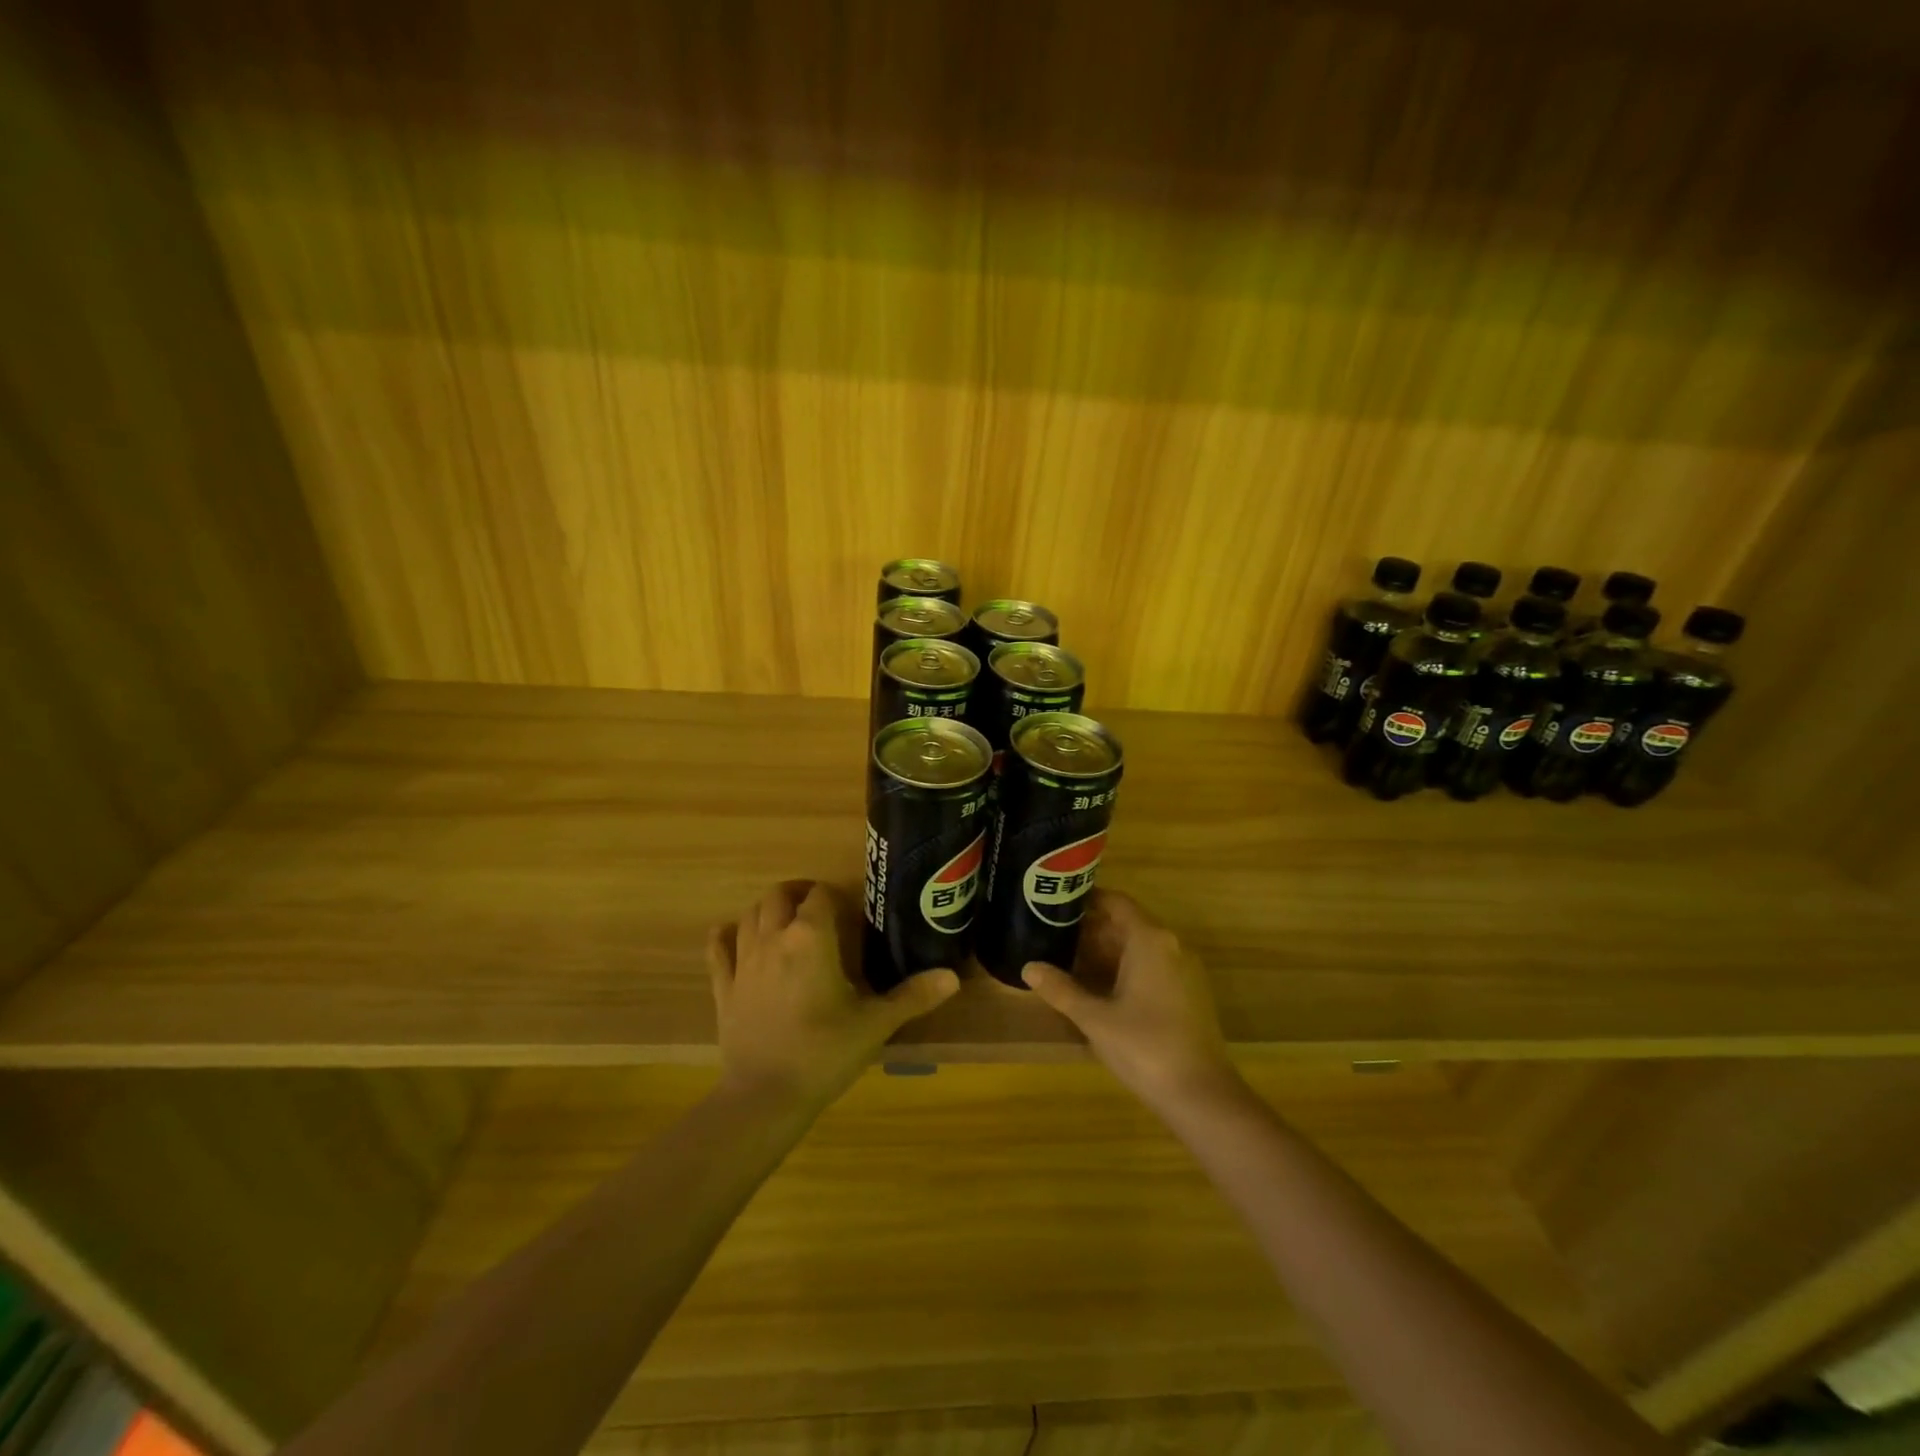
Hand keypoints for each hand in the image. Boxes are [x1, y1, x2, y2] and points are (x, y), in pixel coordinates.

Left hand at [708, 880, 959, 1112]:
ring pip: (751, 914)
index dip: (835, 896)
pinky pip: (718, 948)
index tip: (850, 911)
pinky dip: (726, 936)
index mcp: (810, 938)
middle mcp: (774, 938)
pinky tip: (734, 936)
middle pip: (779, 895)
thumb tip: (952, 977)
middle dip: (799, 893)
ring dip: (768, 909)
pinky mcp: (723, 987)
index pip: (820, 895)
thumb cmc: (825, 1053)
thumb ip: (913, 996)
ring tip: (786, 920)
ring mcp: (743, 961)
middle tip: (819, 908)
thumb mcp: (875, 1024)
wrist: (765, 1097)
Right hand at [1021, 891, 1240, 1112]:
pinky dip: (1126, 969)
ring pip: (1140, 947)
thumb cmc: (1145, 1047)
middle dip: (1091, 929)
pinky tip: (1100, 989)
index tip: (1058, 902)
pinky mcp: (1189, 994)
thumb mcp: (1095, 1018)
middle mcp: (1171, 946)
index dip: (1087, 899)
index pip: (1116, 902)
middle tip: (1054, 935)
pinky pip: (1153, 966)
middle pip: (1127, 924)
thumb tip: (1029, 968)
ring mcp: (1184, 970)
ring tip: (1069, 960)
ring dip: (1107, 952)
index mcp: (1150, 940)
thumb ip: (1061, 990)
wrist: (1202, 1095)